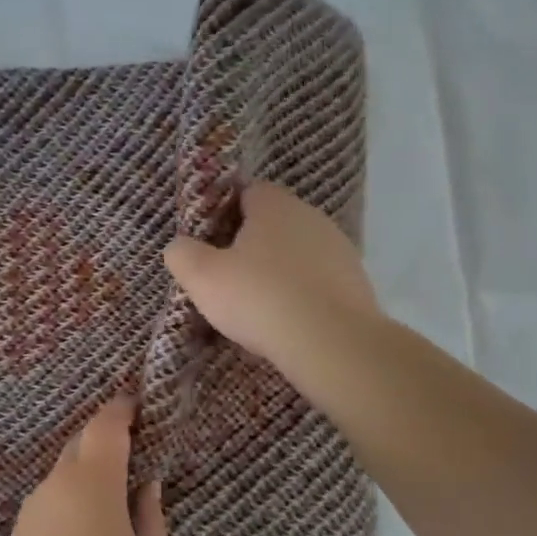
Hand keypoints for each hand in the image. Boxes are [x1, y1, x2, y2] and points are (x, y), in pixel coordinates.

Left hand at [0, 397, 169, 535]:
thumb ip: (150, 516)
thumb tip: (145, 485)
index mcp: (93, 480)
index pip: (106, 424)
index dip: (124, 408)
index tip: (143, 407)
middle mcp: (58, 481)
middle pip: (83, 442)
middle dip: (109, 439)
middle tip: (139, 455)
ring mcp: (35, 505)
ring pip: (67, 471)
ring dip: (92, 471)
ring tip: (118, 500)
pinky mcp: (22, 529)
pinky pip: (55, 496)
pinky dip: (76, 496)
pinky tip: (90, 529)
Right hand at [163, 180, 382, 395]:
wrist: (332, 343)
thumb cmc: (259, 298)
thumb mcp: (202, 277)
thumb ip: (183, 254)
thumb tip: (180, 246)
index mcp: (274, 204)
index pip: (245, 192)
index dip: (222, 214)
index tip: (207, 242)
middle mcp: (311, 216)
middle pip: (271, 222)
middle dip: (248, 244)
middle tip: (224, 276)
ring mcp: (339, 249)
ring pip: (295, 252)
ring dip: (276, 270)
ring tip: (255, 304)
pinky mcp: (356, 282)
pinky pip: (316, 280)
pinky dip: (299, 293)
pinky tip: (286, 319)